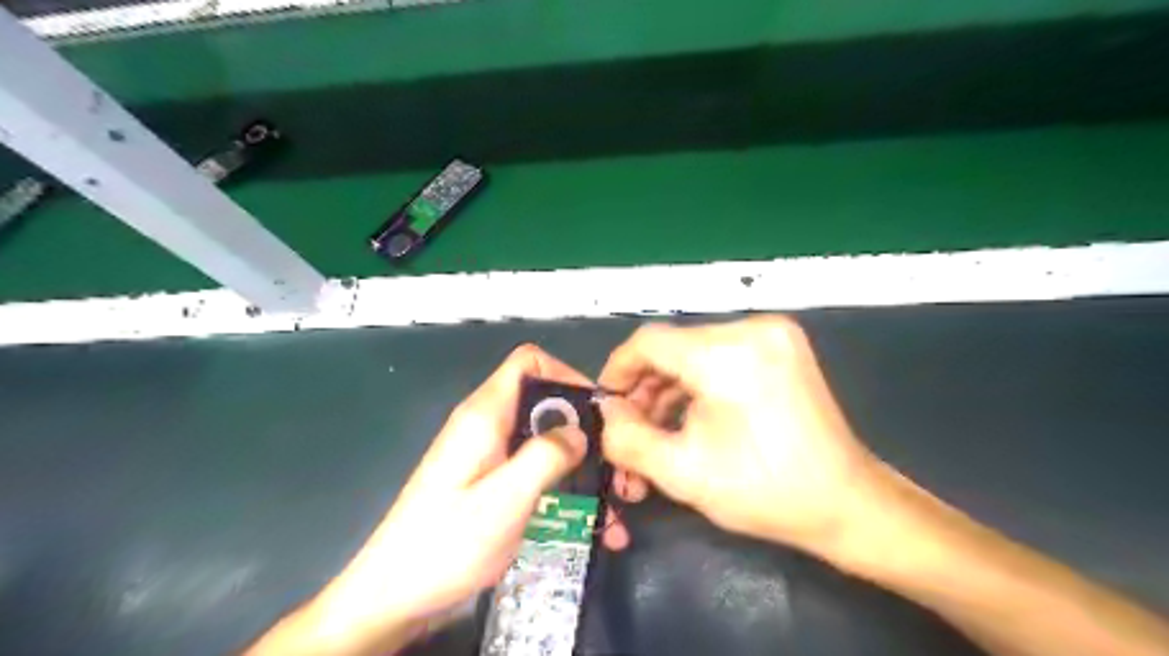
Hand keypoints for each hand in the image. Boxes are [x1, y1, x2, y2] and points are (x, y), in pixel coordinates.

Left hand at [248, 343, 589, 655]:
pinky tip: (589, 524)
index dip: (567, 374)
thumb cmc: (446, 544)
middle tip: (616, 466)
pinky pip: (535, 470)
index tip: (598, 410)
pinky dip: (564, 488)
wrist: (393, 596)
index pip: (529, 362)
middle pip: (545, 404)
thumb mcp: (504, 499)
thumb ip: (546, 457)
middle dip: (585, 431)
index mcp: (485, 415)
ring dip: (581, 467)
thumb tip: (580, 430)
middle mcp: (487, 426)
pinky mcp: (491, 482)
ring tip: (613, 504)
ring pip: (545, 441)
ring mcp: (489, 455)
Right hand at [597, 317, 881, 558]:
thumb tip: (607, 412)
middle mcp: (751, 329)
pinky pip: (721, 354)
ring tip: (658, 428)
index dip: (618, 370)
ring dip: (670, 386)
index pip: (649, 342)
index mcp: (727, 354)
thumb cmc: (764, 490)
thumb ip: (627, 438)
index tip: (607, 404)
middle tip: (632, 427)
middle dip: (645, 386)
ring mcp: (772, 333)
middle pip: (673, 347)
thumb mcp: (681, 472)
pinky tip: (689, 414)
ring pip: (696, 351)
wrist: (846, 502)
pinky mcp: (782, 346)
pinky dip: (698, 381)